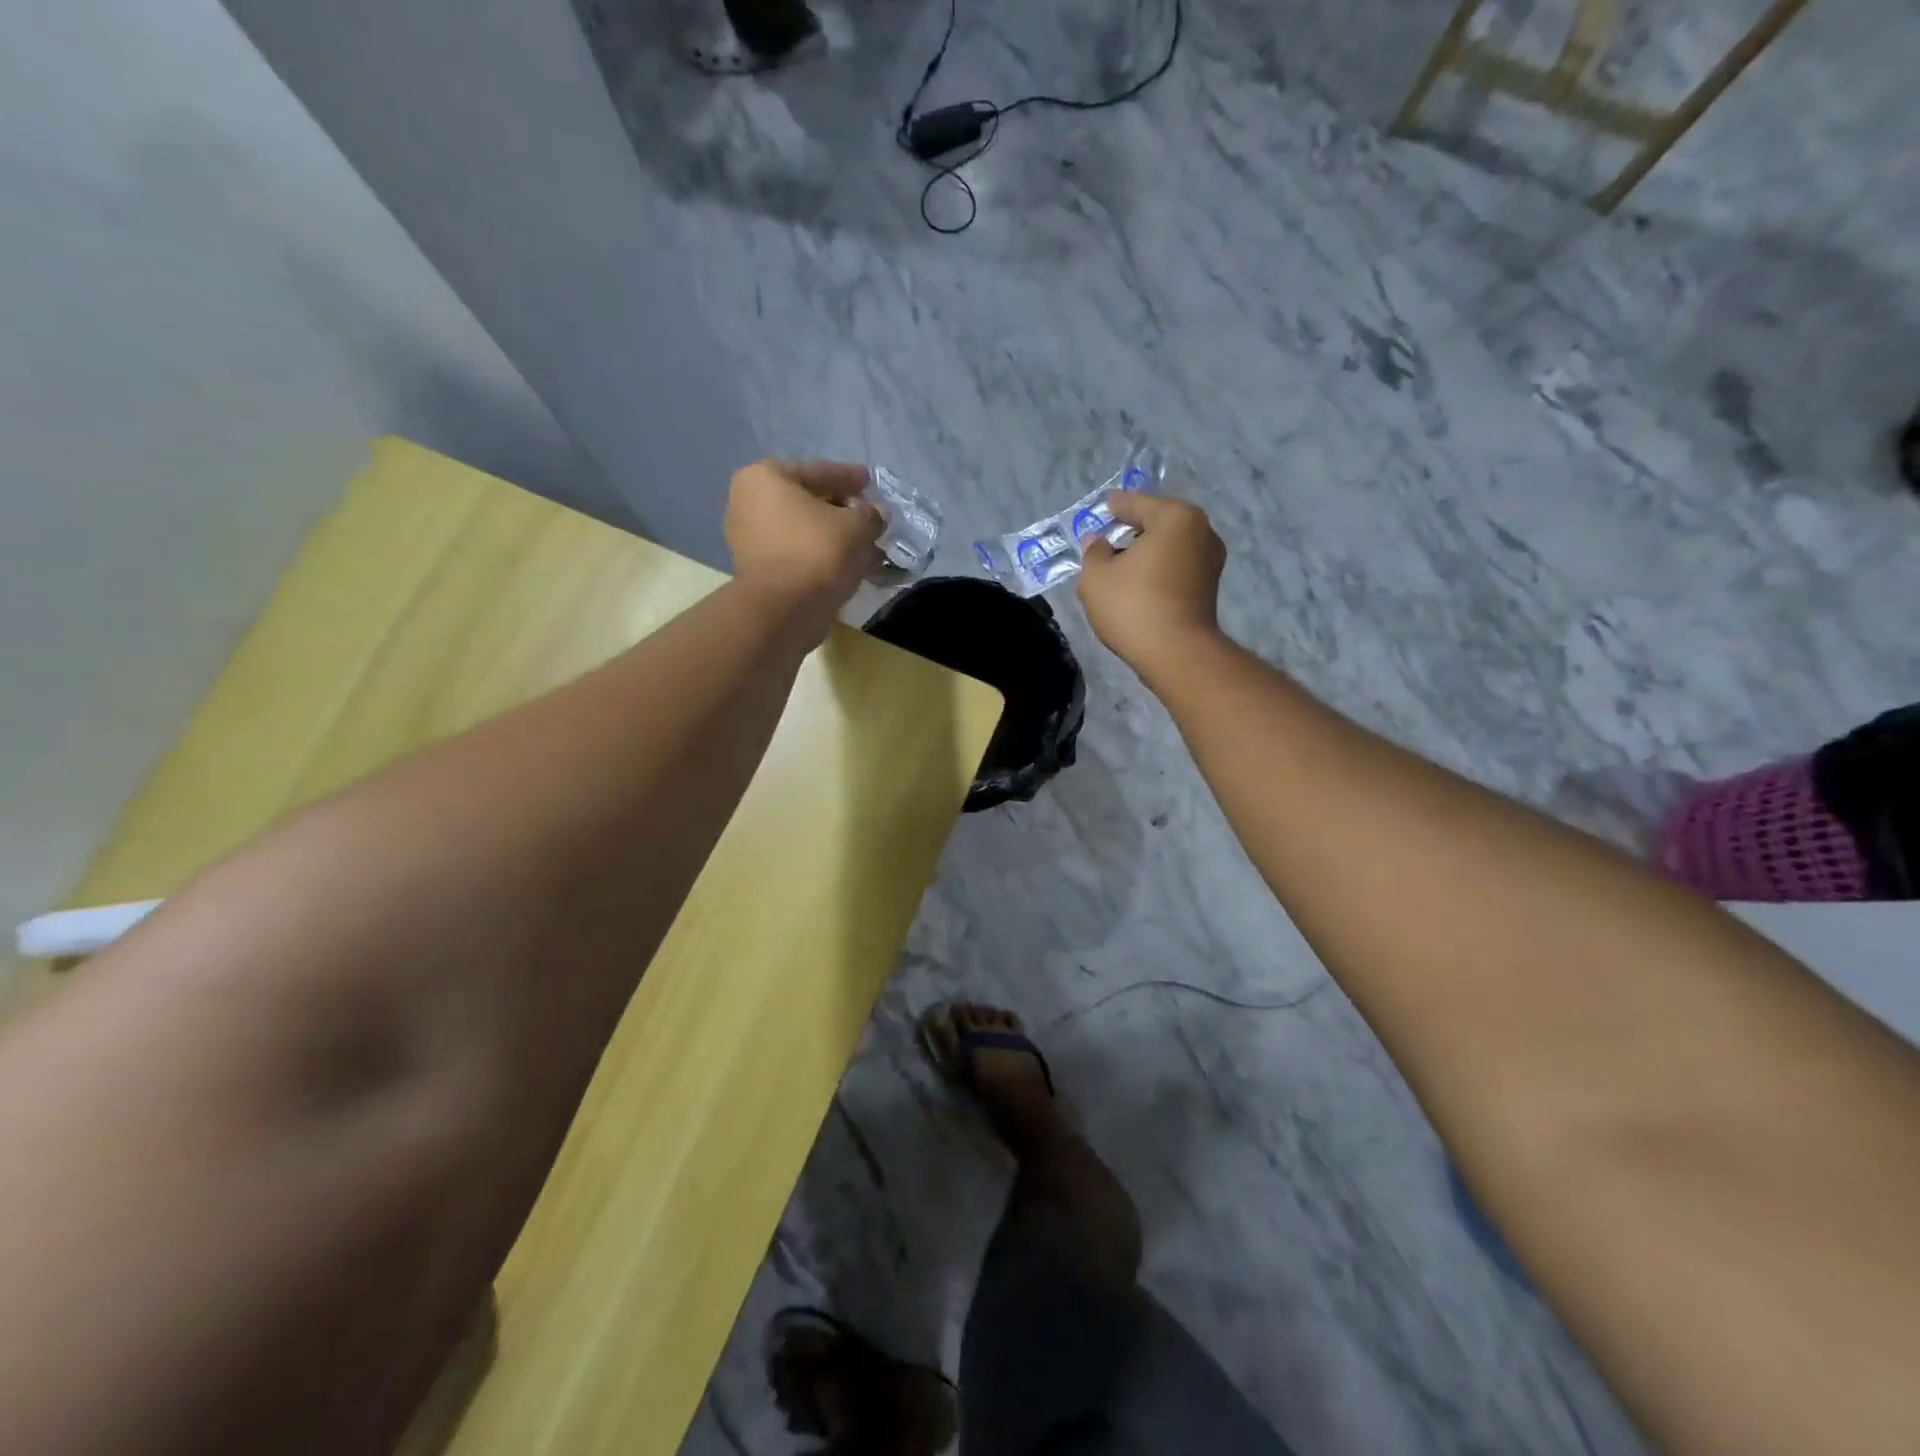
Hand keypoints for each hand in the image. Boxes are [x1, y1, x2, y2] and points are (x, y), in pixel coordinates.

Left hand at [724, 459, 882, 611]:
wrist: (784, 610)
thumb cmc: (818, 552)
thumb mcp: (858, 525)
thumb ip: (871, 514)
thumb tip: (874, 516)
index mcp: (766, 477)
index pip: (819, 472)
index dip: (850, 477)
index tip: (870, 481)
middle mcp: (748, 503)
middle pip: (809, 502)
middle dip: (843, 512)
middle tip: (870, 518)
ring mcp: (749, 540)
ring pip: (805, 532)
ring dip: (835, 538)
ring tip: (867, 547)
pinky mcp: (758, 572)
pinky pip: (798, 555)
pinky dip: (822, 558)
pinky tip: (850, 566)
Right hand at [1078, 491, 1226, 678]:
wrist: (1176, 654)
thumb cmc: (1134, 606)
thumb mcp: (1096, 577)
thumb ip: (1093, 552)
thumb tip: (1098, 542)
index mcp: (1175, 517)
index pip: (1137, 503)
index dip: (1115, 506)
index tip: (1102, 507)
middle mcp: (1201, 531)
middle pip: (1157, 522)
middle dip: (1132, 529)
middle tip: (1107, 538)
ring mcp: (1210, 560)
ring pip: (1169, 546)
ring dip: (1145, 552)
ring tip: (1119, 564)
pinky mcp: (1209, 587)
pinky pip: (1176, 567)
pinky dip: (1158, 569)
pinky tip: (1138, 583)